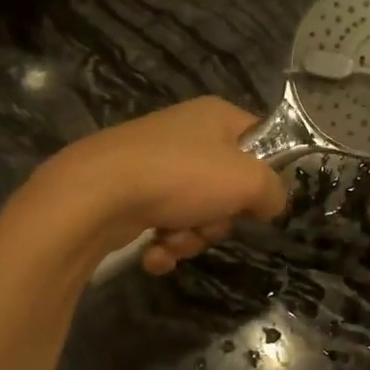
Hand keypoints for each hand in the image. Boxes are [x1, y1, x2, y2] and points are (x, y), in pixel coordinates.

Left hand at [36, 98, 286, 273]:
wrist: (96, 194)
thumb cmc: (180, 176)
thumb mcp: (247, 180)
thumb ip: (273, 192)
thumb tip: (270, 204)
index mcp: (216, 117)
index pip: (261, 140)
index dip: (265, 173)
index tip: (260, 201)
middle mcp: (186, 135)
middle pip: (227, 186)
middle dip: (220, 219)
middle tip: (209, 223)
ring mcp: (155, 165)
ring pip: (195, 213)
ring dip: (191, 237)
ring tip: (173, 238)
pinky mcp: (130, 194)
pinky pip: (164, 225)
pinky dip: (163, 245)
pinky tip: (153, 252)